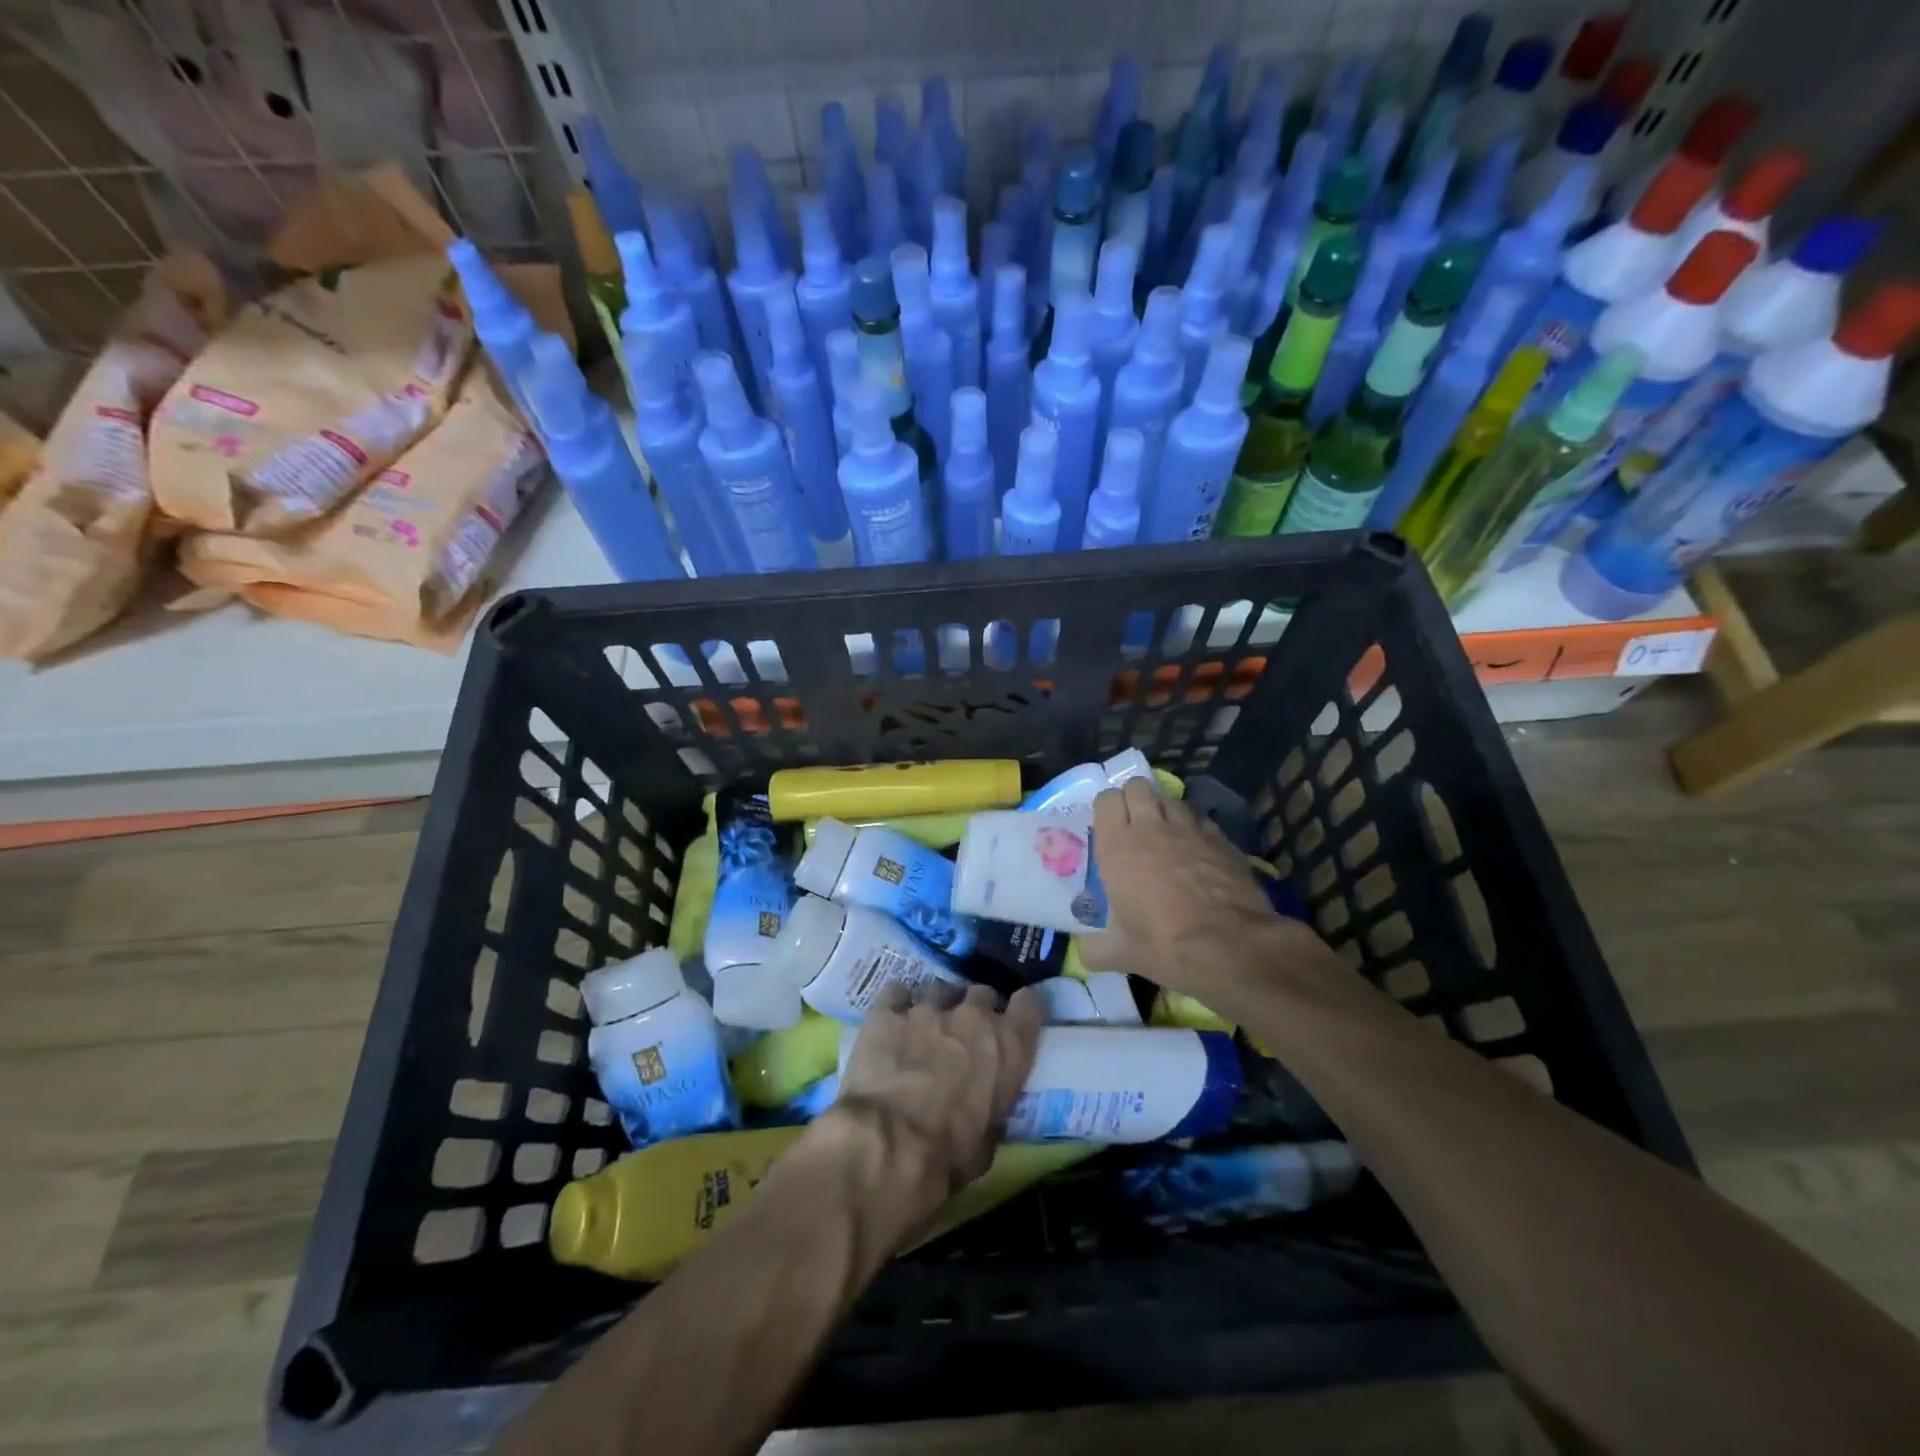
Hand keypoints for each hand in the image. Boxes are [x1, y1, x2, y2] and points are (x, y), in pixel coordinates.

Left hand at [808, 982, 1043, 1243]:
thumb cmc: (948, 1155)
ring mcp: (928, 1007)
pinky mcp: (887, 1010)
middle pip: (982, 993)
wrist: (889, 1143)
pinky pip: (896, 992)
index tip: (1014, 1020)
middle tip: (964, 1033)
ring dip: (938, 1006)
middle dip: (976, 1010)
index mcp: (1009, 1047)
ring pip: (940, 989)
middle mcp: (973, 1016)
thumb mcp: (988, 1142)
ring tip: (925, 1027)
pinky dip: (897, 1004)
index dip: (1021, 1010)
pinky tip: (891, 1022)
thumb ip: (992, 1110)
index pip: (1029, 1004)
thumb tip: (985, 1110)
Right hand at [1079, 778, 1336, 1005]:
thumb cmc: (1165, 945)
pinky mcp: (1221, 839)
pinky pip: (1202, 821)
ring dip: (1164, 810)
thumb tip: (1084, 951)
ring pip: (1171, 799)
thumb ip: (1095, 948)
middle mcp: (1151, 827)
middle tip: (1133, 824)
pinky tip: (1197, 852)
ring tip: (1165, 834)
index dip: (1106, 809)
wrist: (1232, 948)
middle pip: (1138, 786)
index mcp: (1118, 846)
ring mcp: (1190, 829)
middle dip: (1134, 798)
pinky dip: (1195, 829)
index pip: (1106, 799)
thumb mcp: (1121, 953)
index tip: (1107, 826)